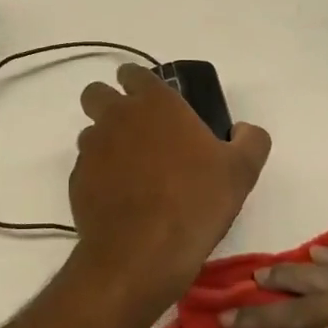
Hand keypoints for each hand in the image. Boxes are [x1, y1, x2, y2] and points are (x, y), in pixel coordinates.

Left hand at [70, 65, 271, 308]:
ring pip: (90, 132)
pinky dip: (99, 177)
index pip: (134, 73)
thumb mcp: (242, 170)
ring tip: (132, 171)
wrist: (143, 254)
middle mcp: (116, 117)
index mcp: (155, 104)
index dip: (141, 83)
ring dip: (106, 142)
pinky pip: (86, 168)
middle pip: (98, 94)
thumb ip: (250, 140)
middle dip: (111, 104)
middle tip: (138, 131)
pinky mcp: (77, 182)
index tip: (156, 102)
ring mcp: (91, 150)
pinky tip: (121, 199)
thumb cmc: (196, 202)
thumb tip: (242, 130)